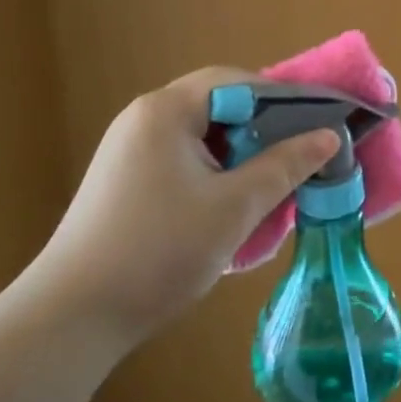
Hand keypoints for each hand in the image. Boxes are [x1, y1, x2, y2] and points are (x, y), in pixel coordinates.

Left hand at [25, 68, 338, 348]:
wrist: (71, 319)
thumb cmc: (160, 249)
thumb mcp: (236, 206)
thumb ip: (285, 165)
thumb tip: (329, 136)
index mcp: (166, 111)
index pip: (236, 82)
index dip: (283, 98)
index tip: (319, 122)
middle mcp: (144, 119)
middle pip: (219, 105)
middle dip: (264, 127)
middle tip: (302, 153)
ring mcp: (130, 151)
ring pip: (203, 135)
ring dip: (242, 152)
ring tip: (275, 180)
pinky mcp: (126, 182)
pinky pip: (185, 159)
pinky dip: (218, 171)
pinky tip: (236, 202)